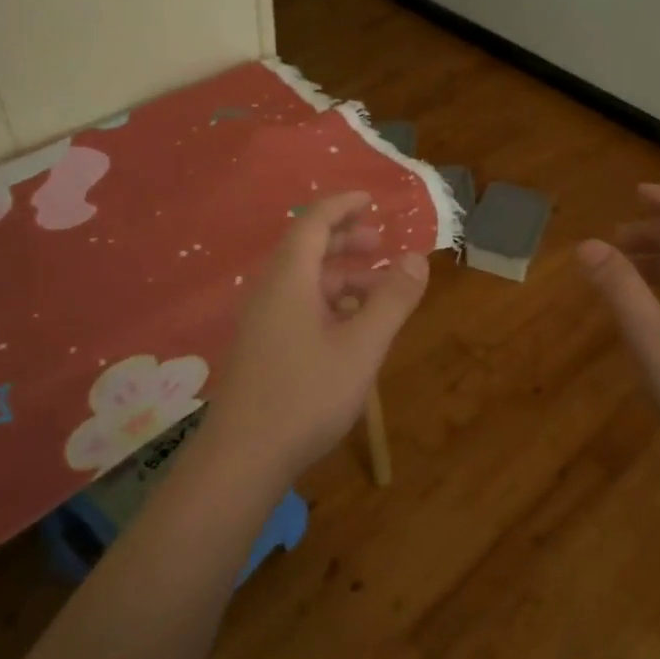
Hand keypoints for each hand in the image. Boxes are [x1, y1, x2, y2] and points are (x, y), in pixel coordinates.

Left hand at [206, 191, 429, 477]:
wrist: (241, 459)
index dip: (343, 205)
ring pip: (304, 281)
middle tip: (381, 244)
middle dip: (346, 240)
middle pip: (307, 248)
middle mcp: (270, 290)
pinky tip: (350, 327)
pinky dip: (327, 302)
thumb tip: (417, 258)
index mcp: (290, 278)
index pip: (315, 222)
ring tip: (378, 291)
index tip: (371, 198)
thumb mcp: (362, 346)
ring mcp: (261, 320)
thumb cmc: (305, 395)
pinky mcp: (260, 346)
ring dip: (341, 276)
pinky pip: (296, 305)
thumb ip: (392, 300)